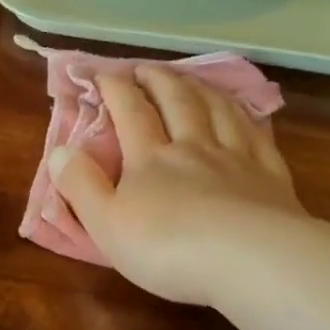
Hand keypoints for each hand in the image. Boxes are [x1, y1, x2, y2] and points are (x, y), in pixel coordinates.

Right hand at [50, 66, 304, 307]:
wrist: (250, 262)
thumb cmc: (167, 248)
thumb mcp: (106, 223)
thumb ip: (80, 185)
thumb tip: (58, 150)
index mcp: (150, 158)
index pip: (130, 112)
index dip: (115, 88)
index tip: (103, 73)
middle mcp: (193, 147)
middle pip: (176, 102)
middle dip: (157, 80)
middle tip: (145, 67)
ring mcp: (236, 158)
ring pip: (217, 110)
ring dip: (200, 89)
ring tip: (190, 79)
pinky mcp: (271, 177)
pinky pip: (256, 135)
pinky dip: (245, 117)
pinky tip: (243, 114)